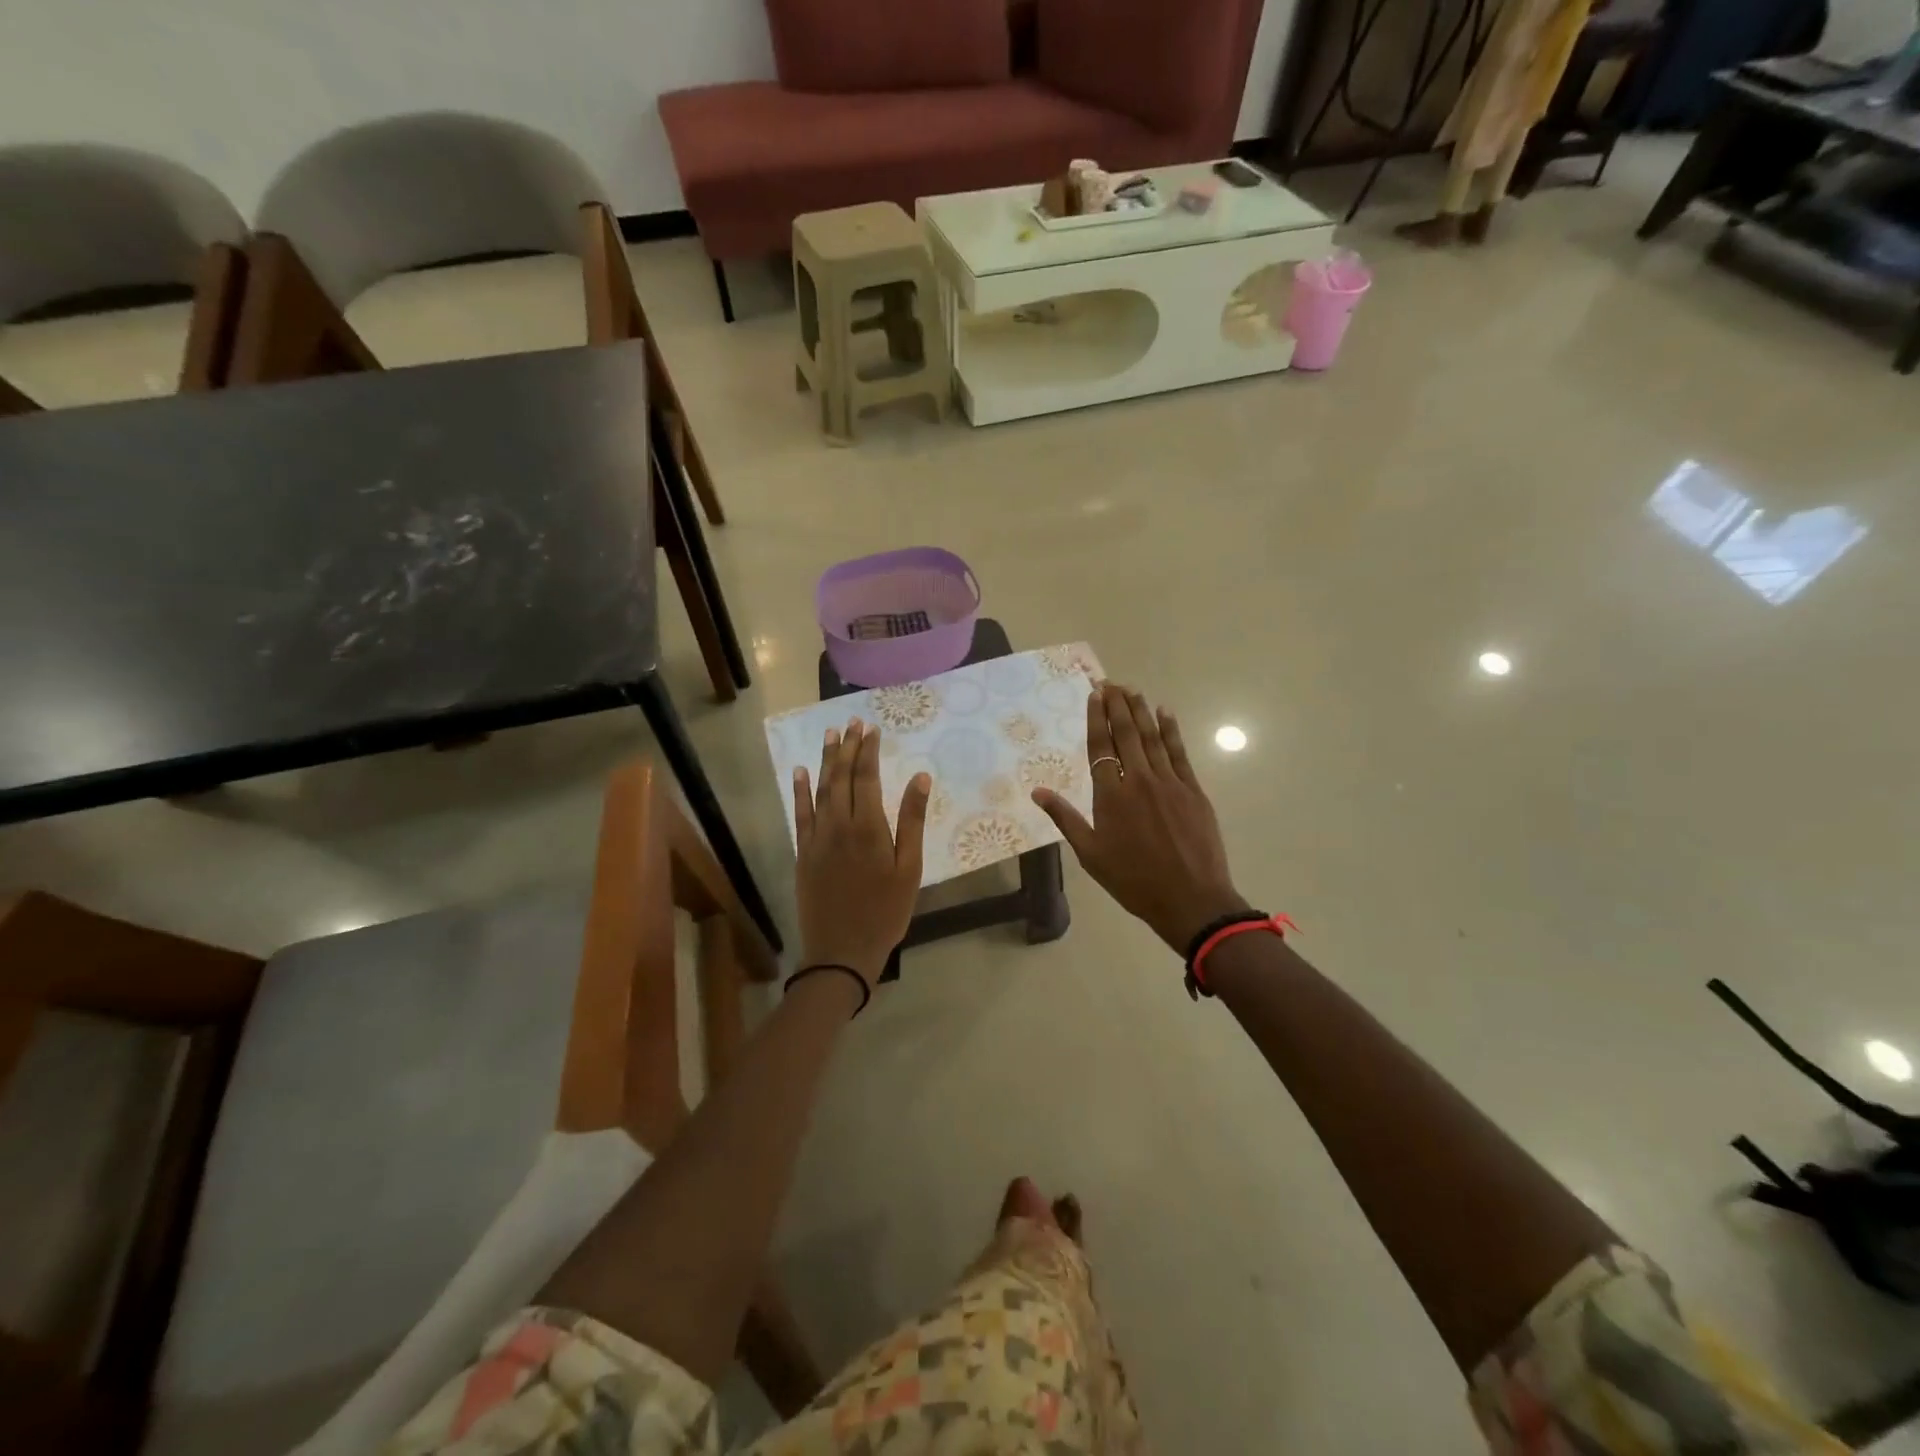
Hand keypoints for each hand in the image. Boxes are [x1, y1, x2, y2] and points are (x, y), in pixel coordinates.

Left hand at [792, 719, 929, 989]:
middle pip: (842, 777)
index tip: (871, 728)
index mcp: (868, 827)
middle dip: (848, 748)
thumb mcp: (909, 869)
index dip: (868, 751)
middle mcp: (838, 825)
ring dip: (826, 761)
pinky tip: (801, 772)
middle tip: (852, 723)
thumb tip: (920, 778)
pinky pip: (800, 814)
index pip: (867, 777)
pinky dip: (800, 791)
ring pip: (820, 790)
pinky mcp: (803, 852)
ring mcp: (816, 838)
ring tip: (830, 735)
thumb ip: (912, 821)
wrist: (841, 951)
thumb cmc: (885, 912)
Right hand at [1031, 683, 1246, 953]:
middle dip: (1117, 706)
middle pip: (1126, 734)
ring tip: (1132, 690)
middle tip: (1111, 683)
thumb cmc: (1133, 881)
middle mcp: (1138, 780)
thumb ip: (1065, 818)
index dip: (1096, 719)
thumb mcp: (1091, 854)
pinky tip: (1166, 714)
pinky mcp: (1193, 791)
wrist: (1190, 899)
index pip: (1100, 747)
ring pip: (1152, 738)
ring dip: (1141, 711)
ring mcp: (1169, 783)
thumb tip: (1037, 792)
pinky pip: (1179, 753)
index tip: (1095, 695)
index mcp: (1110, 796)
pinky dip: (1171, 731)